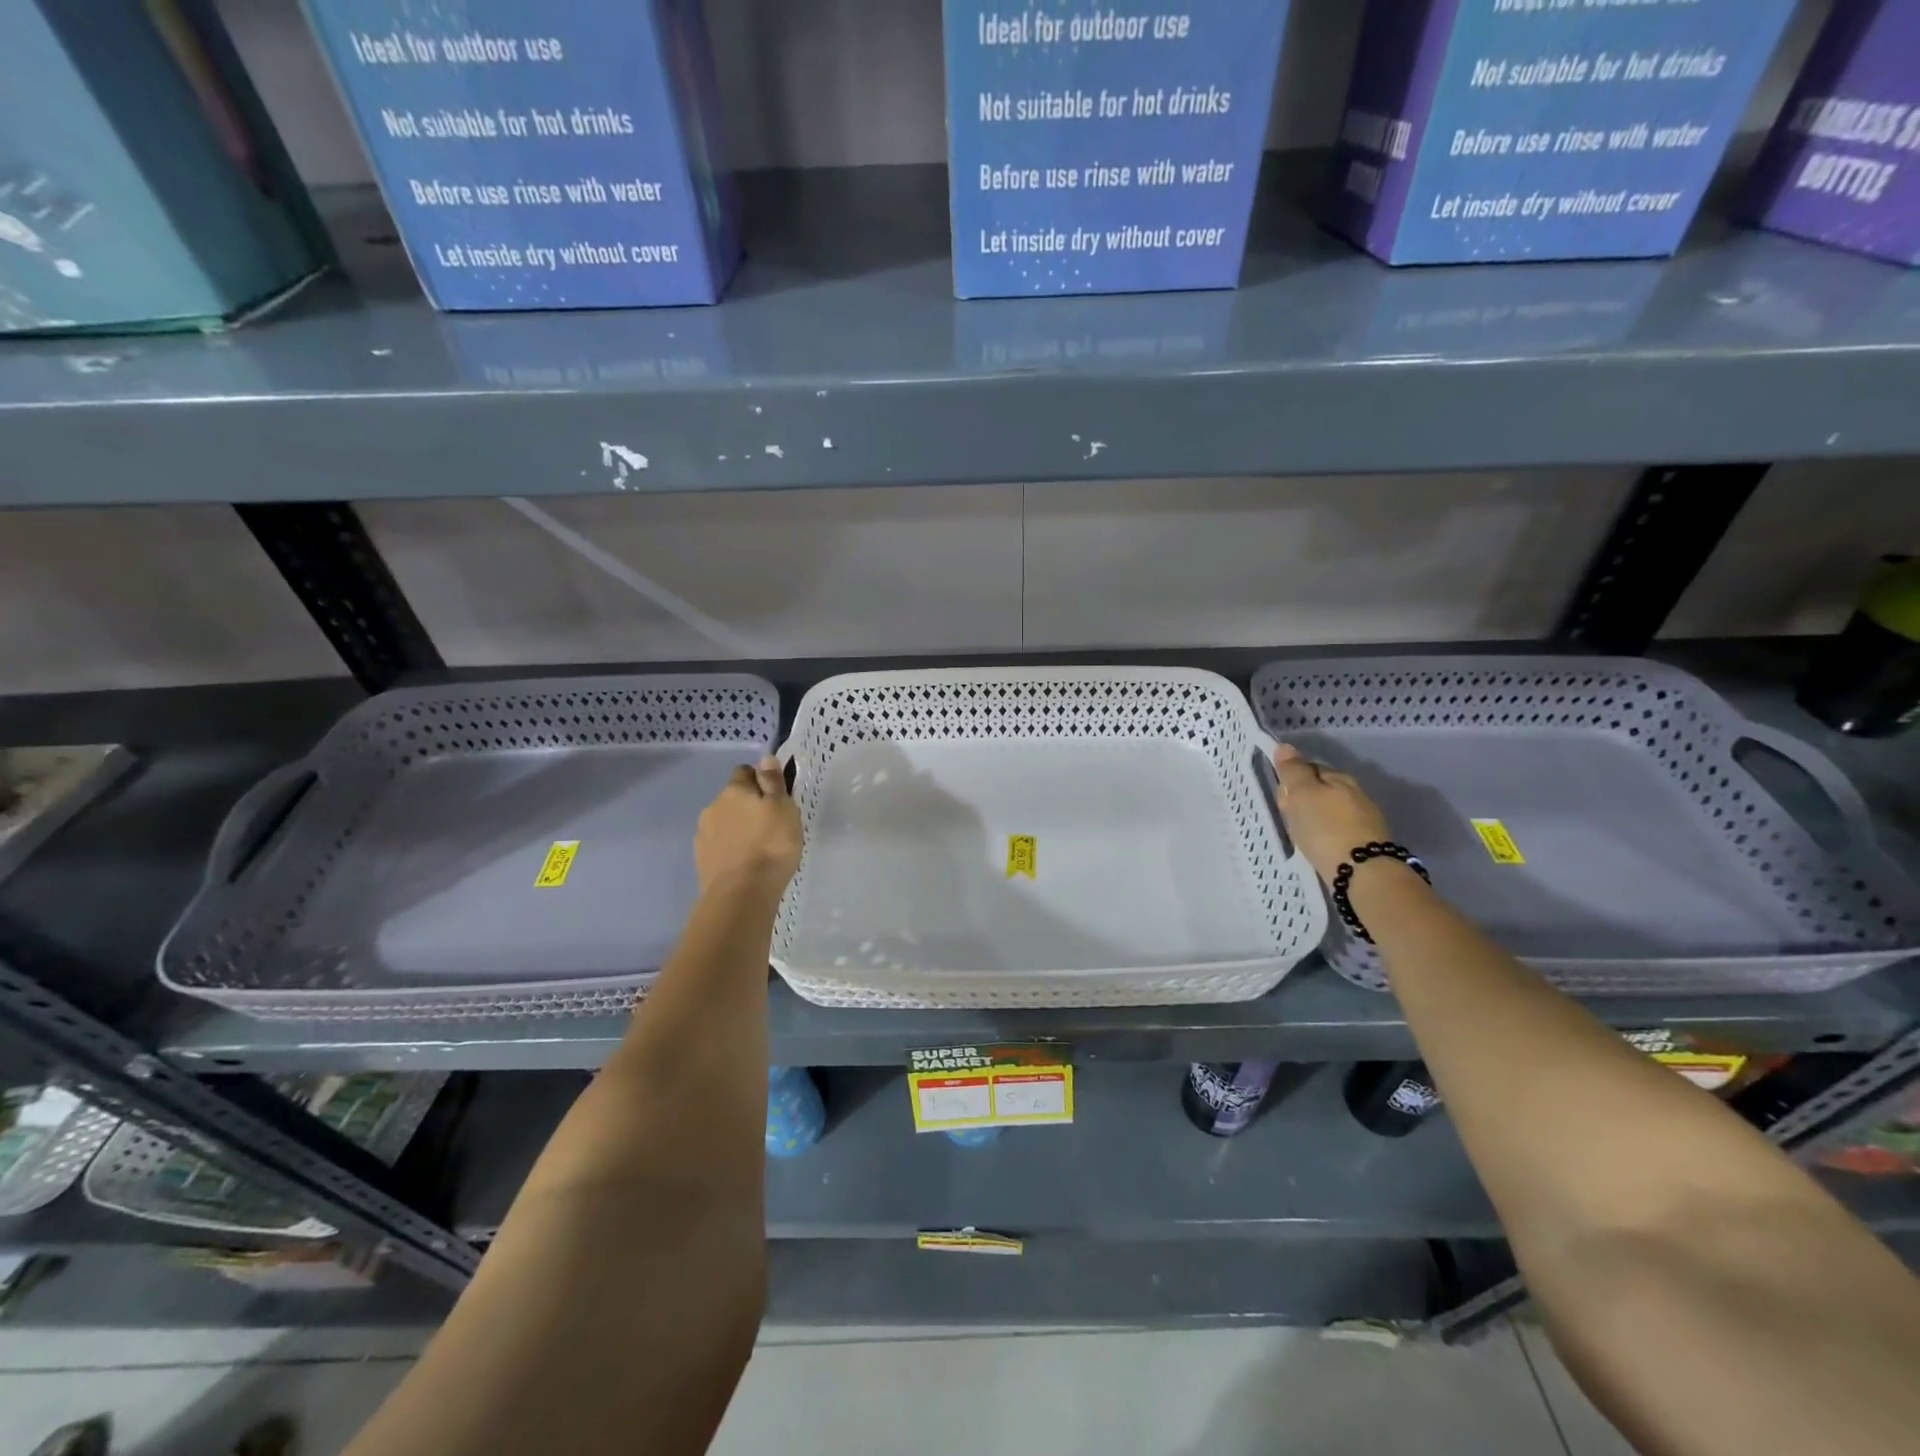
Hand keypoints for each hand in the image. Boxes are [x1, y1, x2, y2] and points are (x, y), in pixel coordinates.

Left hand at [694, 757, 801, 896]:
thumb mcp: (783, 808)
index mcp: (734, 790)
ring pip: (724, 822)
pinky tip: (744, 863)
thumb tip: (765, 758)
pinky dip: (729, 848)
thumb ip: (773, 782)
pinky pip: (718, 845)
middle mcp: (713, 806)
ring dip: (737, 828)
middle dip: (747, 806)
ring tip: (757, 848)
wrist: (742, 893)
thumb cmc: (771, 845)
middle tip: (770, 825)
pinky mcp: (701, 859)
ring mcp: (703, 834)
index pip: (744, 772)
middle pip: (732, 798)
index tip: (775, 798)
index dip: (760, 780)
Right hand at [1269, 744, 1392, 886]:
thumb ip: (1293, 771)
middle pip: (1321, 790)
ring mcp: (1364, 820)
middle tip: (1289, 818)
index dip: (1292, 780)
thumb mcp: (1302, 794)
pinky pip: (1337, 831)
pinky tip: (1319, 846)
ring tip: (1302, 835)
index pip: (1310, 768)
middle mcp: (1356, 794)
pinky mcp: (1366, 844)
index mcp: (1340, 778)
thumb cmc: (1325, 828)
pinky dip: (1325, 835)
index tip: (1282, 798)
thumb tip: (1285, 746)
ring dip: (1314, 819)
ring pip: (1330, 812)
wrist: (1361, 872)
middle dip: (1302, 800)